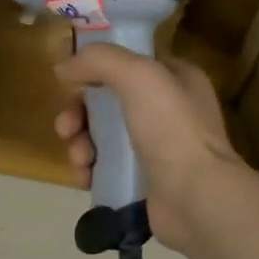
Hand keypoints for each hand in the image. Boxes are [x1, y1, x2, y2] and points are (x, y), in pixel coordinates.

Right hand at [53, 44, 247, 250]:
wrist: (196, 198)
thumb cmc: (172, 128)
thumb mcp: (139, 75)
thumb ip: (99, 60)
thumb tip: (62, 66)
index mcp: (176, 79)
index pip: (128, 64)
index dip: (96, 69)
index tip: (69, 81)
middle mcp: (168, 111)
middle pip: (107, 102)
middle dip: (79, 114)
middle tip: (66, 127)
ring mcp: (156, 149)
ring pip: (101, 137)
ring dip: (80, 144)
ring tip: (80, 158)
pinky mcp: (143, 182)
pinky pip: (105, 168)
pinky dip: (89, 170)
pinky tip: (85, 177)